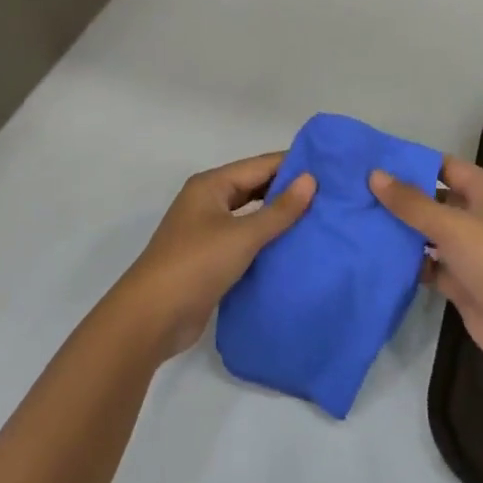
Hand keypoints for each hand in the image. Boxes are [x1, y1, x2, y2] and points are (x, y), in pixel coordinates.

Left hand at [117, 153, 315, 360]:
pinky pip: (246, 241)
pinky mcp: (211, 260)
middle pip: (255, 188)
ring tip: (320, 218)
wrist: (151, 318)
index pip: (260, 165)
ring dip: (279, 218)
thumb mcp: (242, 235)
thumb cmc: (196, 264)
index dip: (293, 165)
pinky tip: (295, 247)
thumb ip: (279, 209)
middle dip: (289, 191)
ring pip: (251, 216)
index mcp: (211, 185)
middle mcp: (208, 202)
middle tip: (331, 194)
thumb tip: (311, 180)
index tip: (330, 168)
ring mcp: (207, 232)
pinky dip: (267, 241)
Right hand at [370, 157, 482, 374]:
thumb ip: (411, 202)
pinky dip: (409, 262)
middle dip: (402, 198)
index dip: (413, 162)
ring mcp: (470, 251)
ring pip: (430, 234)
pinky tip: (377, 257)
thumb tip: (374, 174)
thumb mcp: (451, 224)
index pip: (445, 166)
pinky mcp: (461, 282)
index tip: (375, 160)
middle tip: (358, 191)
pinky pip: (429, 264)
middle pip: (435, 200)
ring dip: (402, 231)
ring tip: (360, 221)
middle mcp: (479, 217)